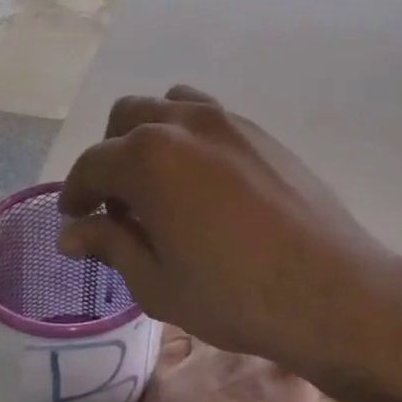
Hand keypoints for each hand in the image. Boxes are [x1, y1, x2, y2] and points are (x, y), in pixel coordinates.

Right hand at [57, 86, 397, 376]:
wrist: (330, 289)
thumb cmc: (234, 295)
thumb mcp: (157, 282)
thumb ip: (110, 244)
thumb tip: (72, 232)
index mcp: (149, 156)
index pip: (92, 164)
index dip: (75, 192)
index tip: (75, 218)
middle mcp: (184, 122)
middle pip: (127, 118)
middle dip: (110, 156)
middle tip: (116, 205)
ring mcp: (228, 120)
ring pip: (169, 106)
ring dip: (150, 136)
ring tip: (159, 184)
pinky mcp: (260, 132)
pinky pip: (208, 118)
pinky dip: (187, 137)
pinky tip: (201, 183)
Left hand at [117, 328, 389, 401]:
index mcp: (288, 372)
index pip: (309, 336)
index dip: (316, 334)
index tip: (321, 333)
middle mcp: (244, 351)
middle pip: (263, 324)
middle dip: (272, 323)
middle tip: (277, 324)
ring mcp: (199, 358)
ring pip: (219, 323)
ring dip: (229, 322)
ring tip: (234, 315)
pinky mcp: (163, 373)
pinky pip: (172, 336)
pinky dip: (182, 332)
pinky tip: (185, 326)